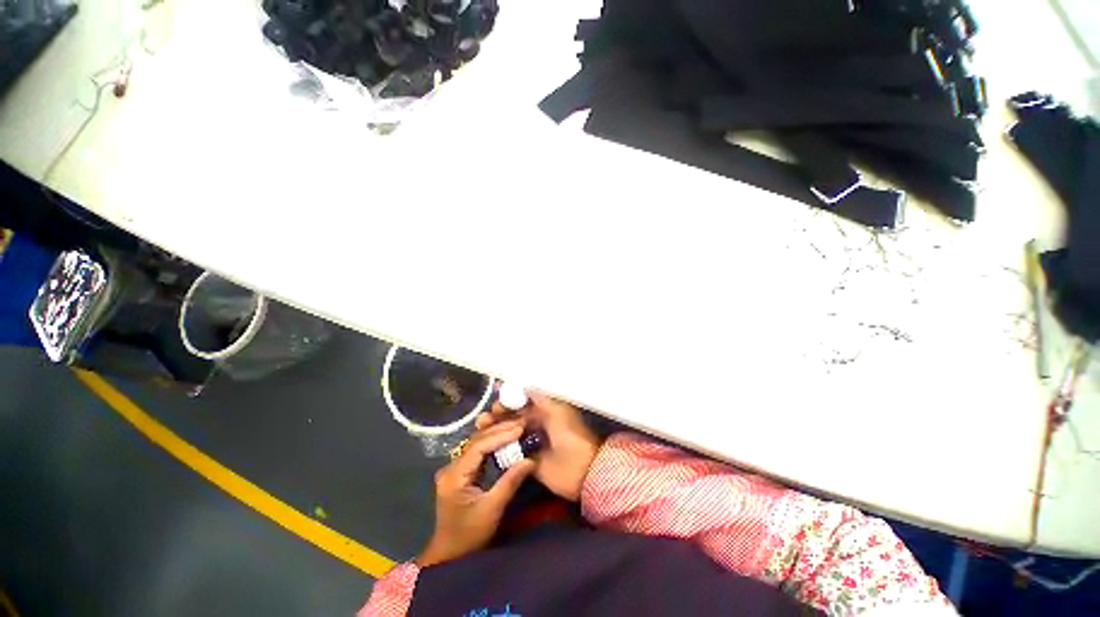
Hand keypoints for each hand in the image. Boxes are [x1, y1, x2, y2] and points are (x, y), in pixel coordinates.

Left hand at [416, 420, 535, 567]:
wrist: (449, 556)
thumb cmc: (469, 536)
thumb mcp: (492, 509)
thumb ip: (510, 482)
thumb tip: (530, 459)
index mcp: (454, 475)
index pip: (478, 446)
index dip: (499, 435)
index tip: (519, 428)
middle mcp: (451, 467)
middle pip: (476, 441)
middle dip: (499, 431)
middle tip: (521, 423)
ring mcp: (453, 469)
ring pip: (476, 444)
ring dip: (496, 434)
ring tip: (516, 426)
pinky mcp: (459, 473)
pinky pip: (477, 452)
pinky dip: (492, 444)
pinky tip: (505, 439)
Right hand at [476, 391, 601, 501]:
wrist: (581, 470)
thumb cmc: (570, 434)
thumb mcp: (556, 410)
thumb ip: (539, 397)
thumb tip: (523, 383)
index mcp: (545, 410)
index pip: (522, 402)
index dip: (508, 401)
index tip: (496, 403)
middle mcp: (537, 424)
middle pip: (513, 417)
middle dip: (498, 415)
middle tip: (484, 419)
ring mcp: (531, 442)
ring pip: (509, 433)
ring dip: (495, 430)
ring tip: (482, 428)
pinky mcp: (527, 460)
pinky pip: (510, 451)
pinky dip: (498, 447)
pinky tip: (487, 445)